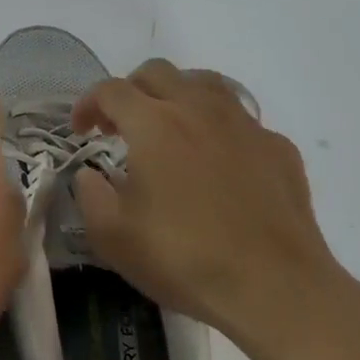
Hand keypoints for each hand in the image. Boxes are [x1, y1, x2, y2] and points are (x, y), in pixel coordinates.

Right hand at [71, 59, 359, 359]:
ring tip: (169, 129)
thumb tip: (89, 175)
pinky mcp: (277, 147)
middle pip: (157, 72)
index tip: (82, 130)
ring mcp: (244, 124)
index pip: (111, 90)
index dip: (88, 104)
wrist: (274, 287)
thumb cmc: (183, 259)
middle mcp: (198, 109)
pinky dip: (218, 128)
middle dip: (130, 90)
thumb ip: (90, 195)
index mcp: (153, 124)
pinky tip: (218, 162)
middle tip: (121, 126)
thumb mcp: (112, 237)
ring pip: (204, 83)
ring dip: (176, 96)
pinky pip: (240, 120)